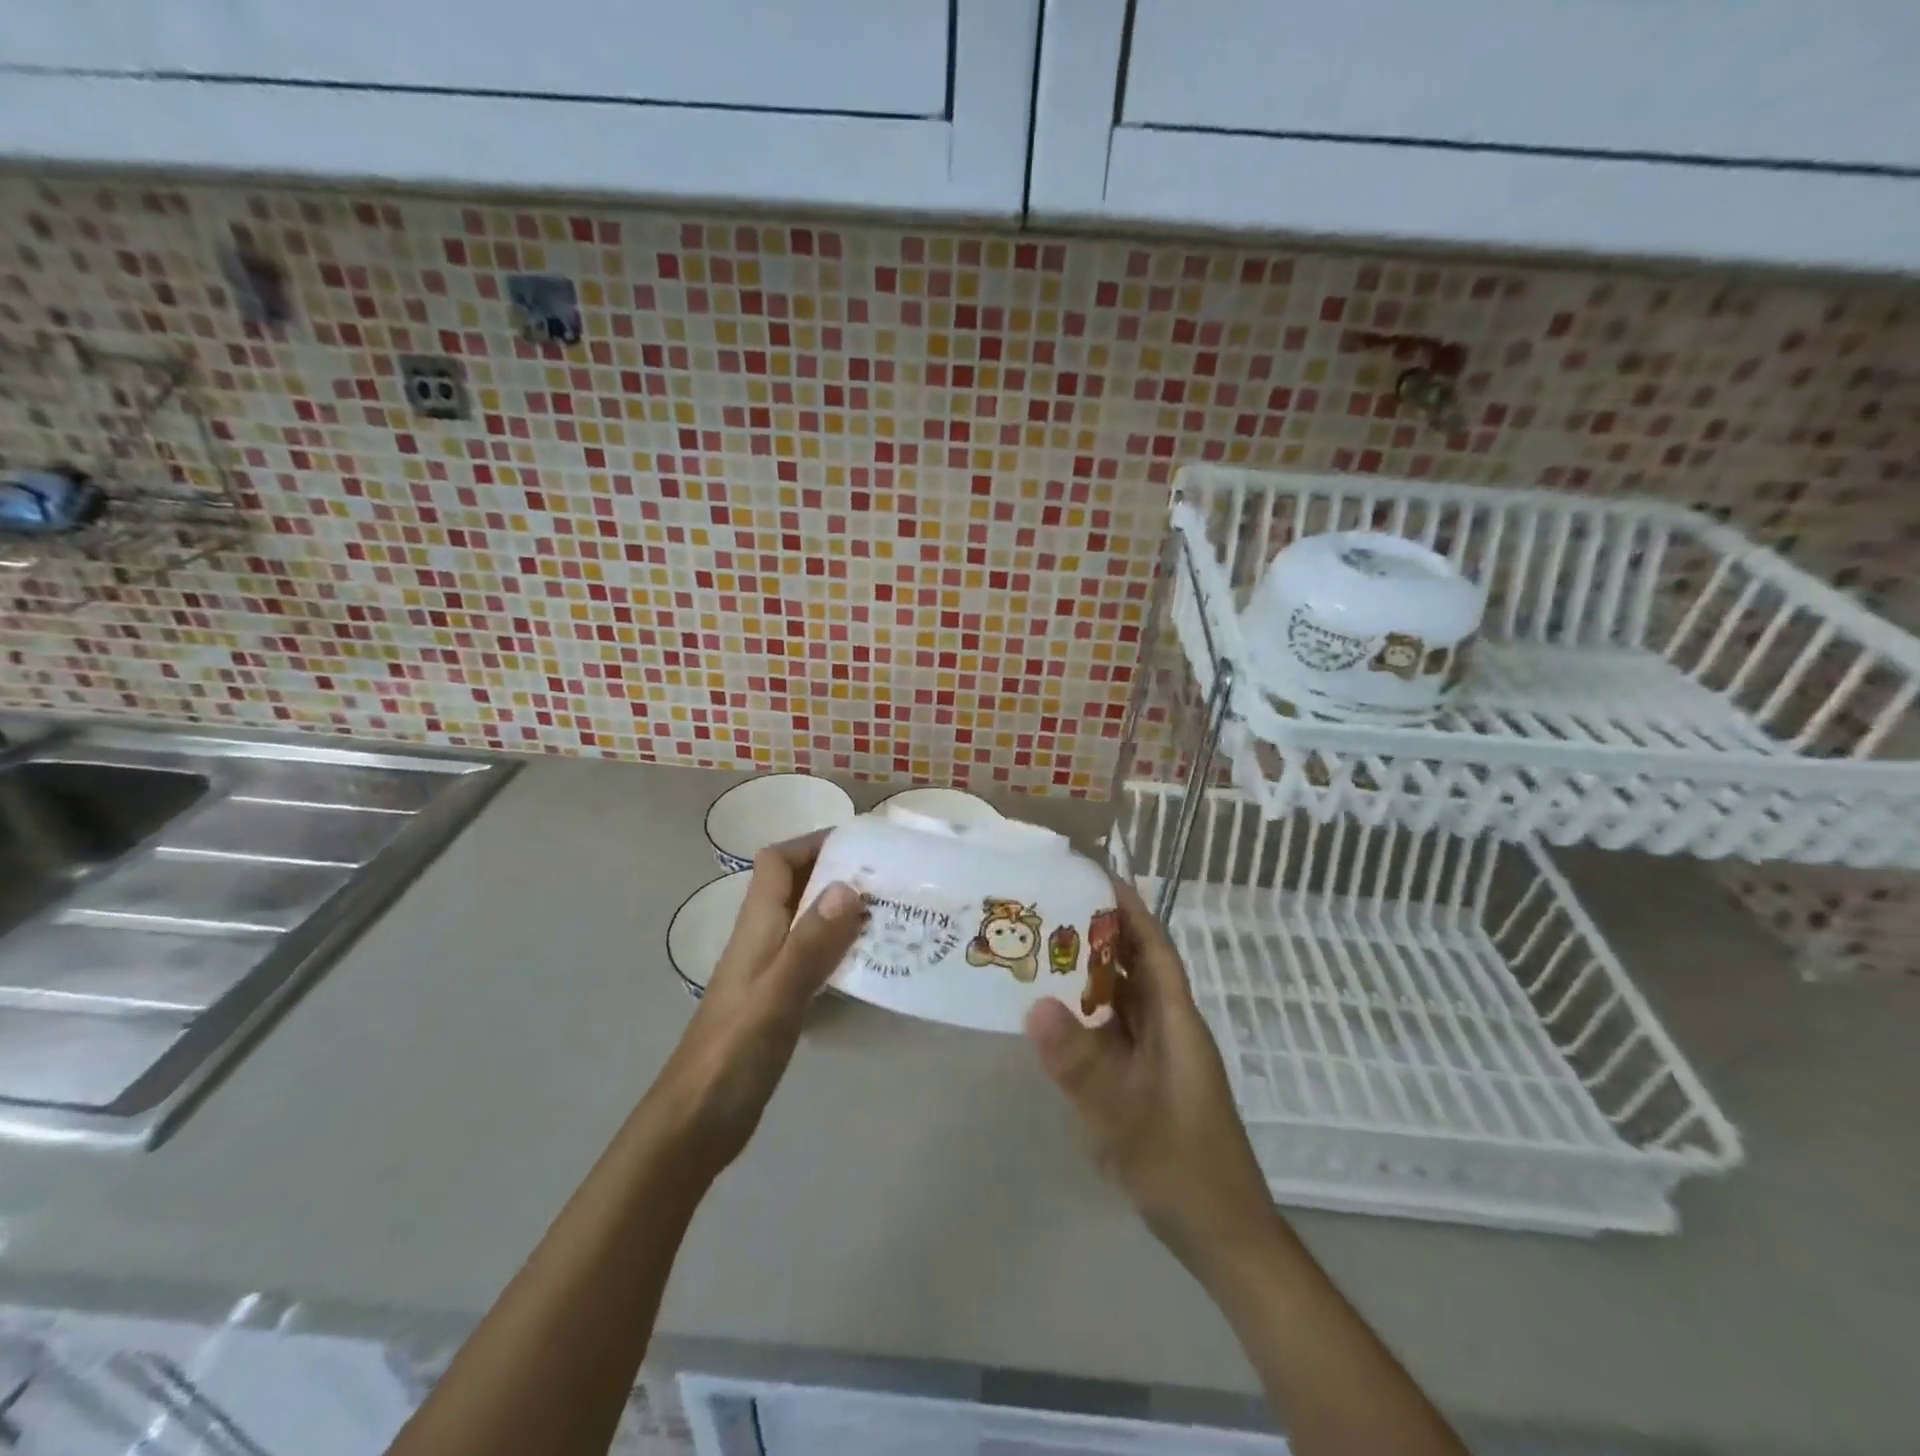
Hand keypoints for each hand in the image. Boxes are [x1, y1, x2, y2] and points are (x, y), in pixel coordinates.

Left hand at [646, 833, 865, 1180]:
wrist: (696, 1122)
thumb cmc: (733, 1052)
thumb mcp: (777, 993)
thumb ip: (810, 942)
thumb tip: (848, 886)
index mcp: (756, 927)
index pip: (778, 862)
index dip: (813, 844)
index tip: (861, 845)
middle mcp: (763, 939)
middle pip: (797, 888)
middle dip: (840, 875)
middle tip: (891, 881)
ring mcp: (770, 971)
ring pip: (810, 923)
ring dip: (846, 914)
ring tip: (894, 917)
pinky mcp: (780, 1001)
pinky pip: (816, 960)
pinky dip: (843, 952)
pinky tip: (873, 966)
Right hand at [1024, 880, 1276, 1277]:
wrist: (1223, 1238)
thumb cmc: (1182, 1170)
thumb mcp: (1125, 1117)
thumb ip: (1081, 1064)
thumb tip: (1034, 1003)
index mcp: (1177, 1022)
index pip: (1154, 949)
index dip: (1131, 909)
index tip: (1096, 875)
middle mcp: (1169, 1029)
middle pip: (1135, 967)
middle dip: (1099, 933)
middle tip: (1049, 906)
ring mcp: (1159, 1057)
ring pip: (1123, 999)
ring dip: (1090, 973)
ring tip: (1041, 948)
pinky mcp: (1146, 1082)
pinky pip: (1114, 1031)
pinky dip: (1087, 1014)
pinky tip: (1054, 1016)